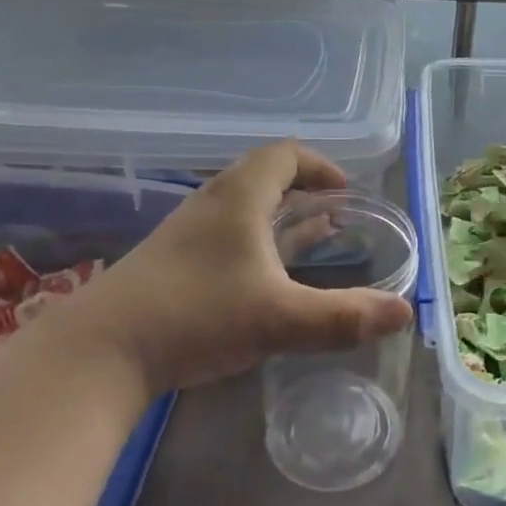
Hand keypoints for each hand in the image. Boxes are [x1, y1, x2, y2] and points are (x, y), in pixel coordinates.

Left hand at [58, 142, 413, 393]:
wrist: (100, 351)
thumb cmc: (196, 315)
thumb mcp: (279, 318)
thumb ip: (344, 317)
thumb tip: (404, 313)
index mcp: (239, 196)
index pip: (286, 154)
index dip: (321, 166)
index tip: (347, 191)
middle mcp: (213, 203)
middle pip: (265, 175)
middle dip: (305, 190)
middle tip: (336, 214)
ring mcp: (188, 232)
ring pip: (244, 206)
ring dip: (281, 215)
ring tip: (312, 237)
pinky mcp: (172, 261)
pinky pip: (227, 233)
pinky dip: (258, 240)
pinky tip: (266, 275)